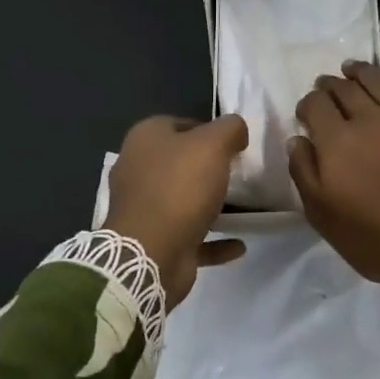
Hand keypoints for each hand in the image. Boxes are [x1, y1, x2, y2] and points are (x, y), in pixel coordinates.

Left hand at [105, 115, 249, 307]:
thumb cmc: (179, 187)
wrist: (150, 254)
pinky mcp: (154, 242)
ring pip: (182, 200)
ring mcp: (143, 209)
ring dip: (209, 204)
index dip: (207, 130)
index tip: (233, 144)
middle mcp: (137, 170)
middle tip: (238, 172)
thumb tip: (236, 129)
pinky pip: (190, 236)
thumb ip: (229, 128)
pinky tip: (238, 244)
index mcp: (144, 140)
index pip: (177, 124)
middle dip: (207, 167)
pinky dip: (214, 240)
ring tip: (242, 206)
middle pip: (178, 162)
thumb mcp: (212, 144)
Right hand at [288, 41, 379, 346]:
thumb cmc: (378, 241)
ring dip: (363, 70)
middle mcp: (371, 120)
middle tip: (326, 85)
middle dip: (330, 84)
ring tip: (353, 67)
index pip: (314, 106)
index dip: (307, 104)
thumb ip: (305, 174)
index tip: (306, 111)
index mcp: (338, 142)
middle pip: (345, 90)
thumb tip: (298, 139)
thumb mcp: (323, 217)